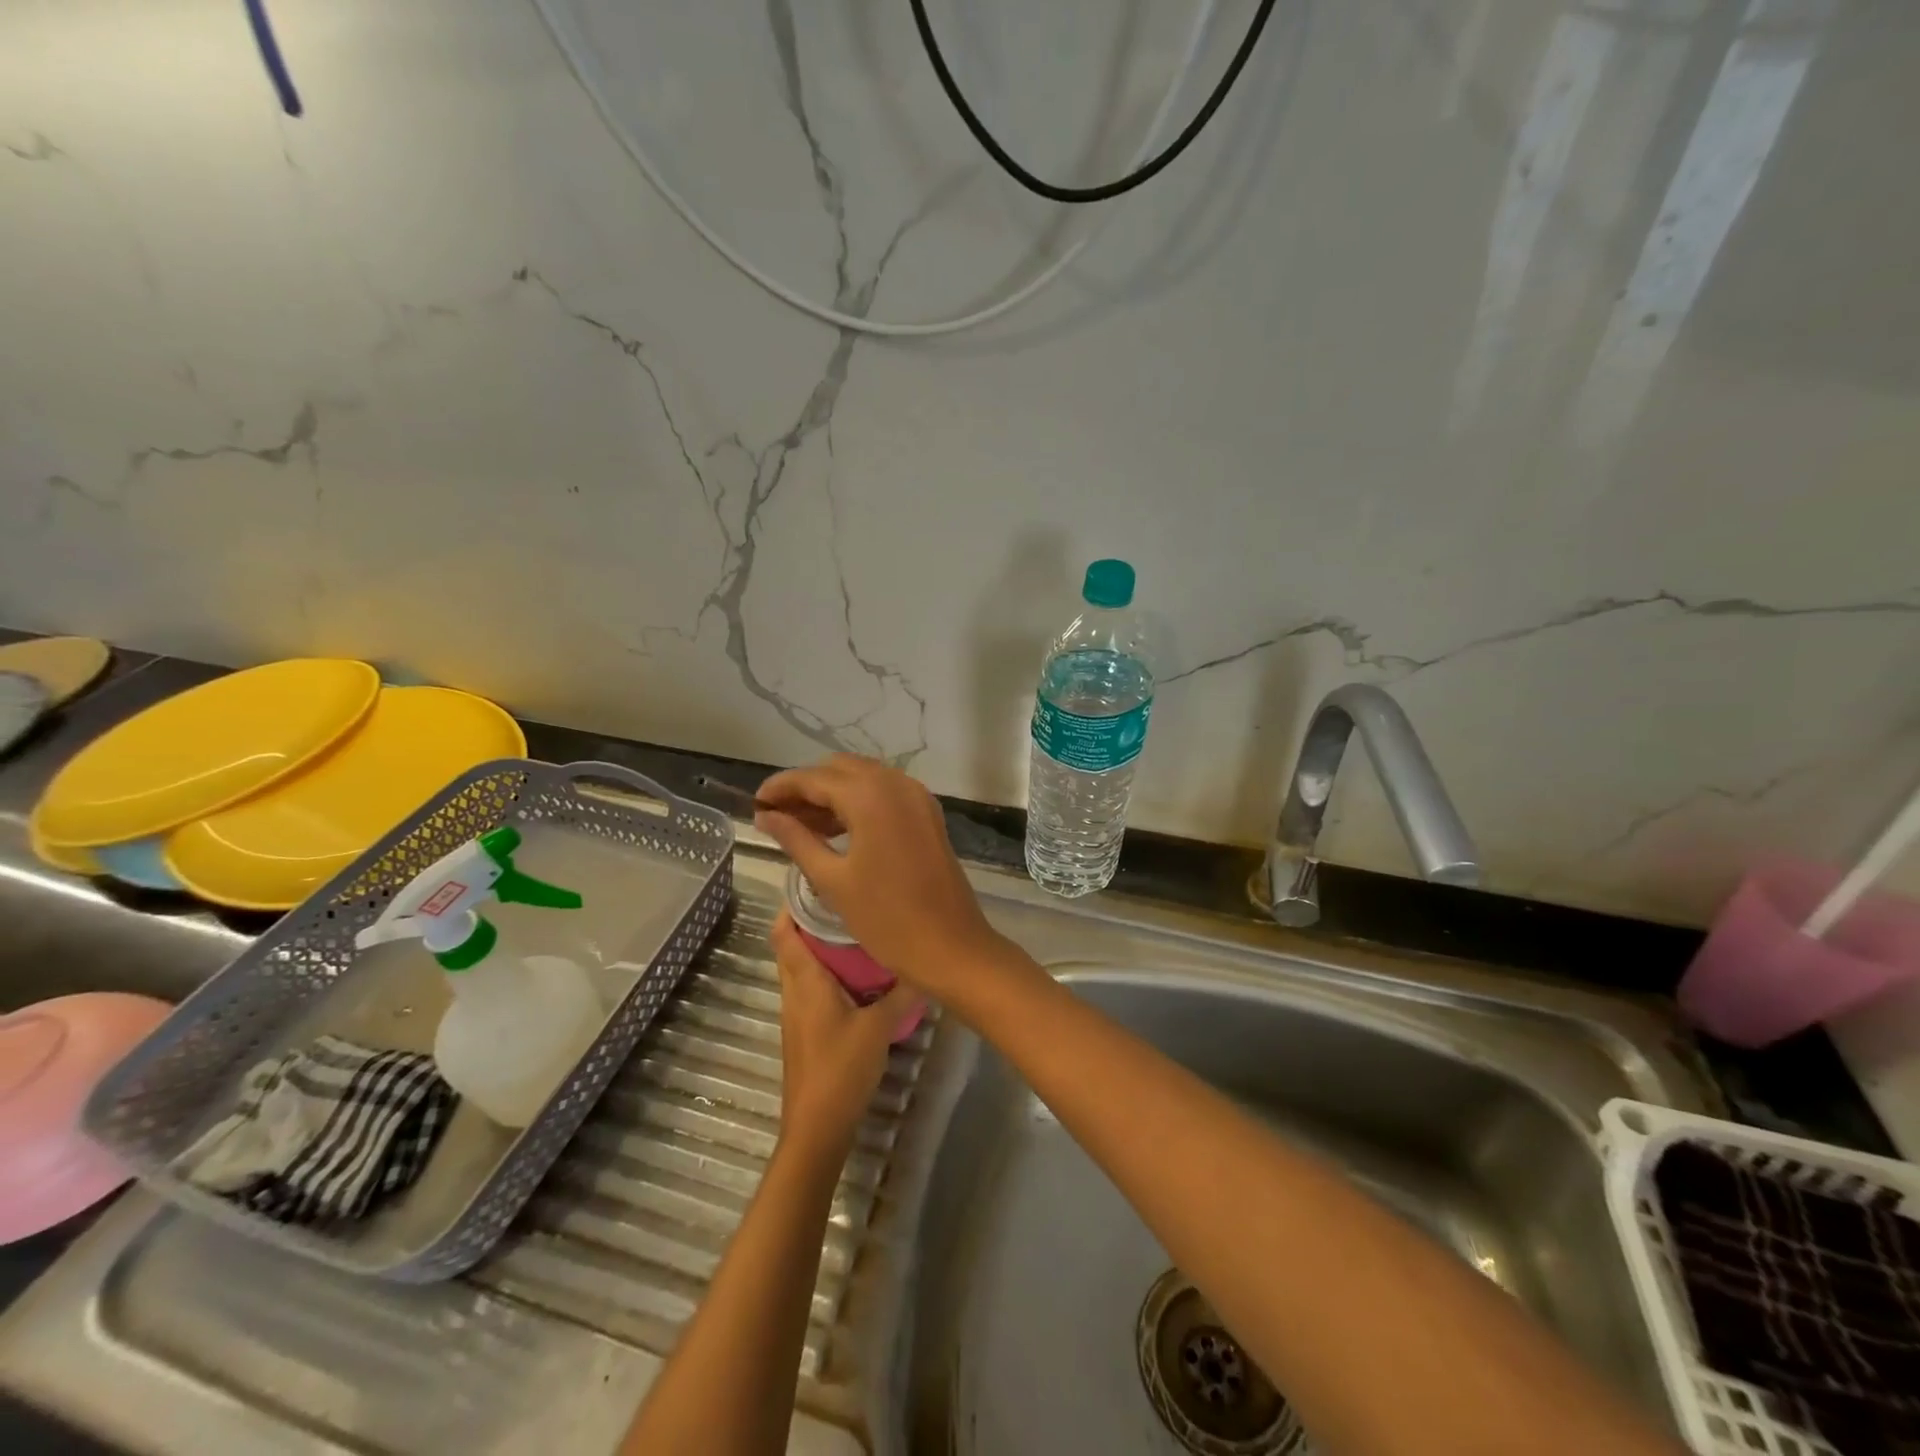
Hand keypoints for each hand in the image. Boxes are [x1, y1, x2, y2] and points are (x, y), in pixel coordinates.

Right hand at [756, 754, 1006, 995]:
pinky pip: (884, 794)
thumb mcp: (832, 879)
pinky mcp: (927, 813)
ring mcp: (916, 796)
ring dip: (830, 794)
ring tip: (797, 825)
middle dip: (805, 787)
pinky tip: (834, 830)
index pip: (813, 777)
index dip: (780, 787)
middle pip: (838, 770)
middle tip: (775, 816)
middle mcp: (895, 783)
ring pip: (863, 779)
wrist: (950, 946)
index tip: (754, 802)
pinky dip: (857, 803)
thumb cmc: (886, 918)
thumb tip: (765, 816)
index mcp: (870, 795)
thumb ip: (796, 839)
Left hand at [772, 910, 917, 1152]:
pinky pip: (812, 988)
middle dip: (814, 921)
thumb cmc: (841, 1069)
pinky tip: (858, 977)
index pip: (784, 931)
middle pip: (793, 945)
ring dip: (822, 948)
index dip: (792, 904)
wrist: (817, 1127)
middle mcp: (794, 991)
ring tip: (859, 932)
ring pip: (803, 968)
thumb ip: (902, 993)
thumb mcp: (880, 1027)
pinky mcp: (806, 1031)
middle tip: (850, 903)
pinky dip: (828, 973)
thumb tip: (925, 964)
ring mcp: (797, 1013)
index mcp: (805, 981)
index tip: (818, 883)